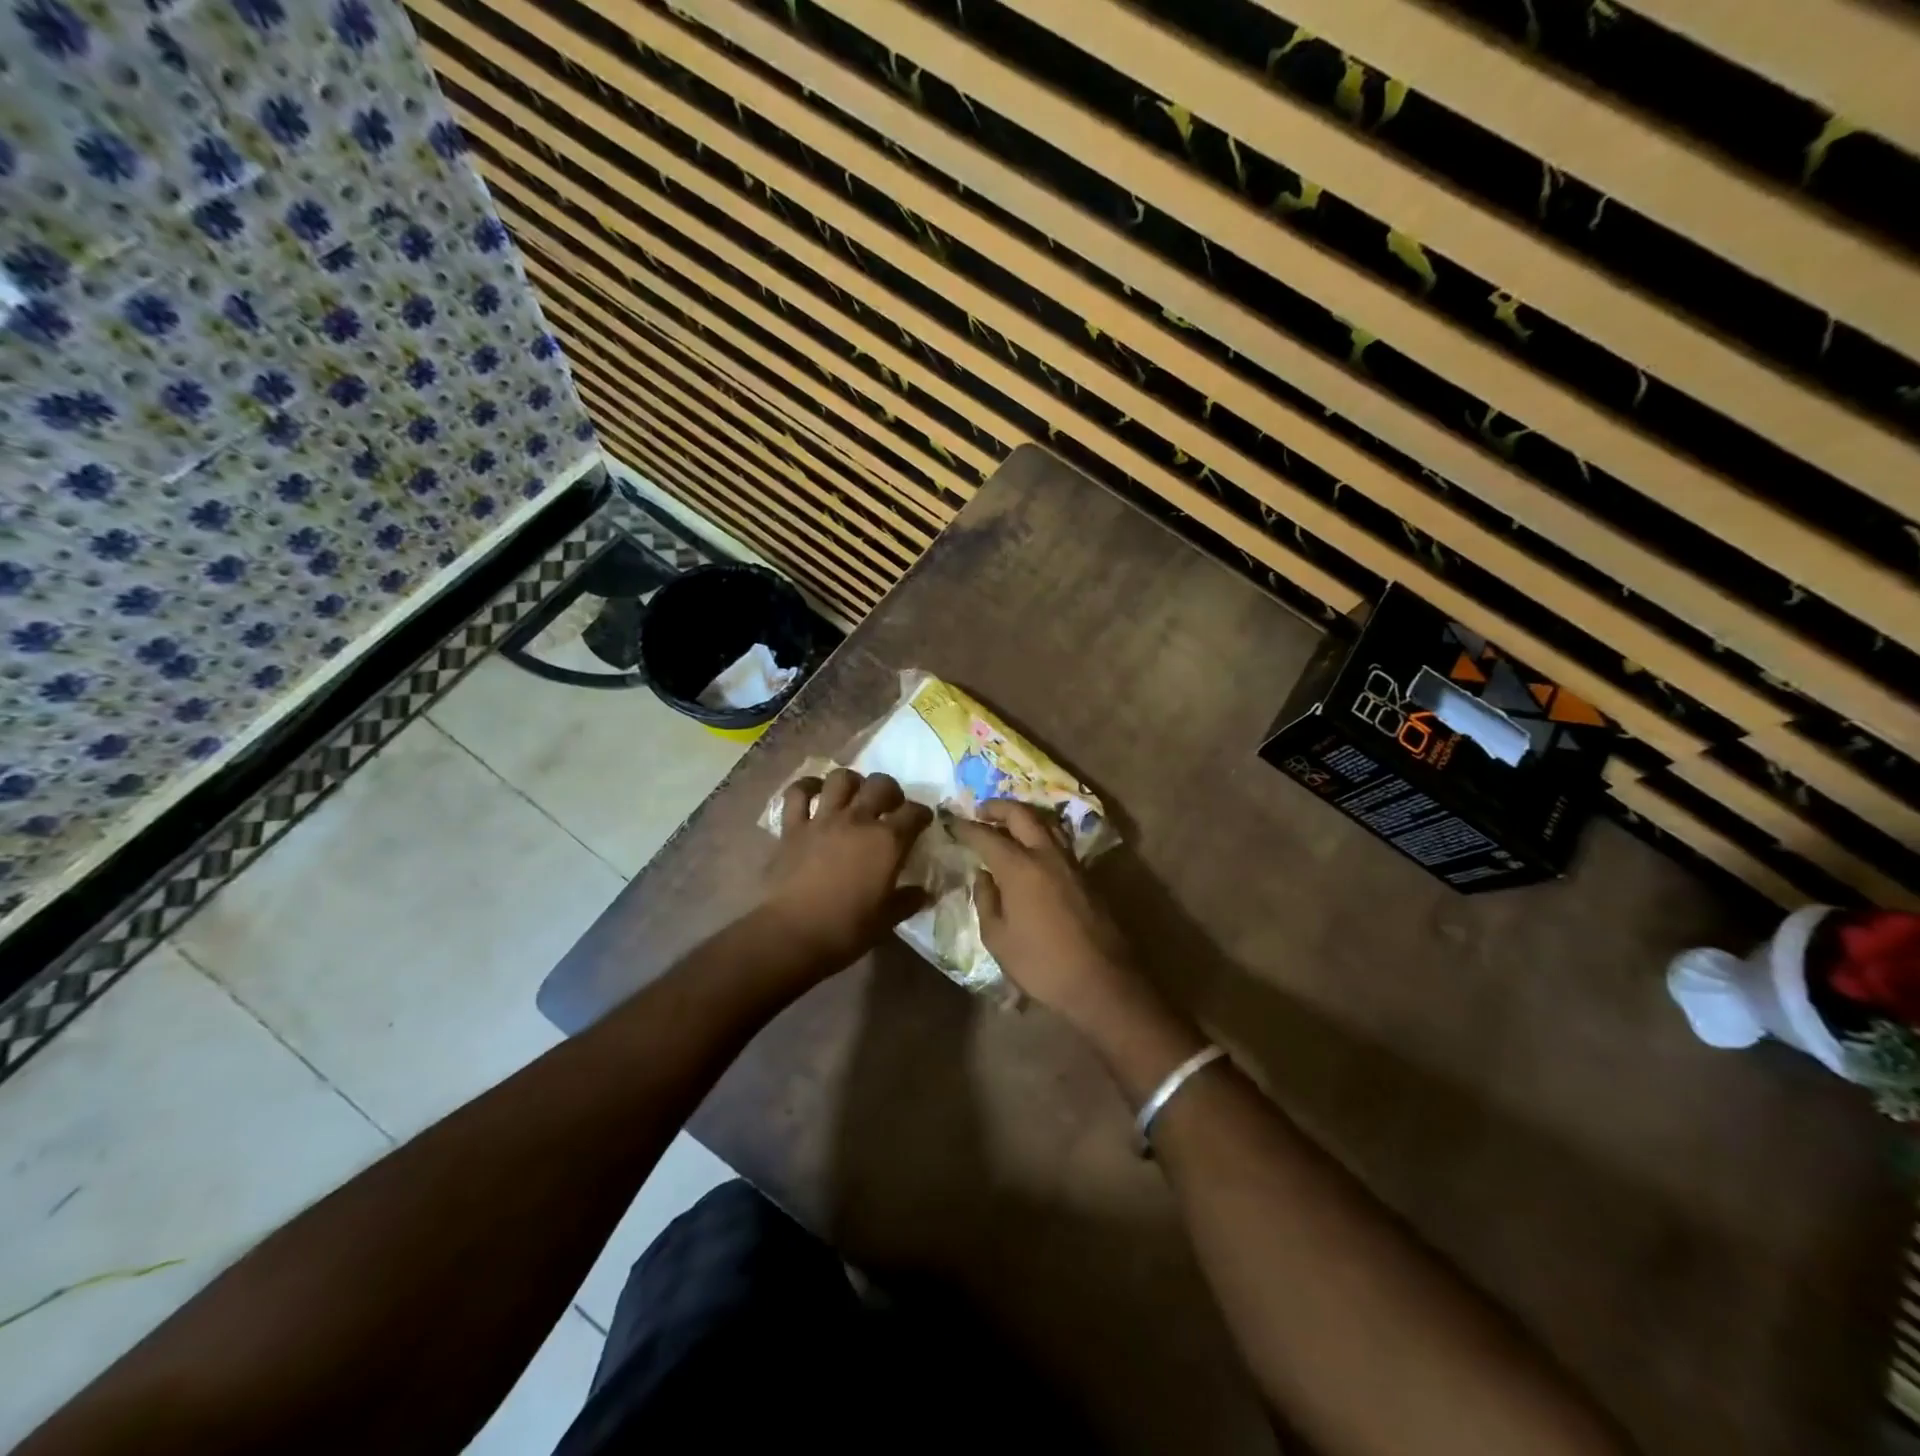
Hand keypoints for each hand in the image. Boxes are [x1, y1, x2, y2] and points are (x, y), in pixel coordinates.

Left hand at [762, 768, 932, 971]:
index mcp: (887, 841)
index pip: (914, 813)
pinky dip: (807, 787)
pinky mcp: (793, 827)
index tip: (922, 822)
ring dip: (852, 782)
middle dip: (891, 791)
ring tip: (855, 794)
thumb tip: (926, 893)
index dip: (922, 814)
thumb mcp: (887, 920)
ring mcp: (823, 819)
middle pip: (881, 785)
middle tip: (890, 806)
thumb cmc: (847, 930)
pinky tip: (814, 791)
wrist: (793, 934)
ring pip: (841, 779)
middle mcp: (858, 820)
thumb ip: (908, 901)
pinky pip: (797, 794)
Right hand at [945, 800, 1143, 1030]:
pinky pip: (1059, 841)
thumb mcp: (998, 938)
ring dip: (1023, 816)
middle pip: (1022, 815)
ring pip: (1046, 823)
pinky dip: (1041, 834)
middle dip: (998, 807)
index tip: (950, 821)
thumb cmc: (1041, 964)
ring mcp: (1071, 863)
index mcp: (1019, 867)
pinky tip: (1032, 848)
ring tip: (1007, 823)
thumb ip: (986, 901)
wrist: (1101, 981)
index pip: (986, 836)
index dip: (966, 827)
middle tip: (980, 810)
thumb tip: (983, 876)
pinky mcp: (1086, 876)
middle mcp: (1046, 855)